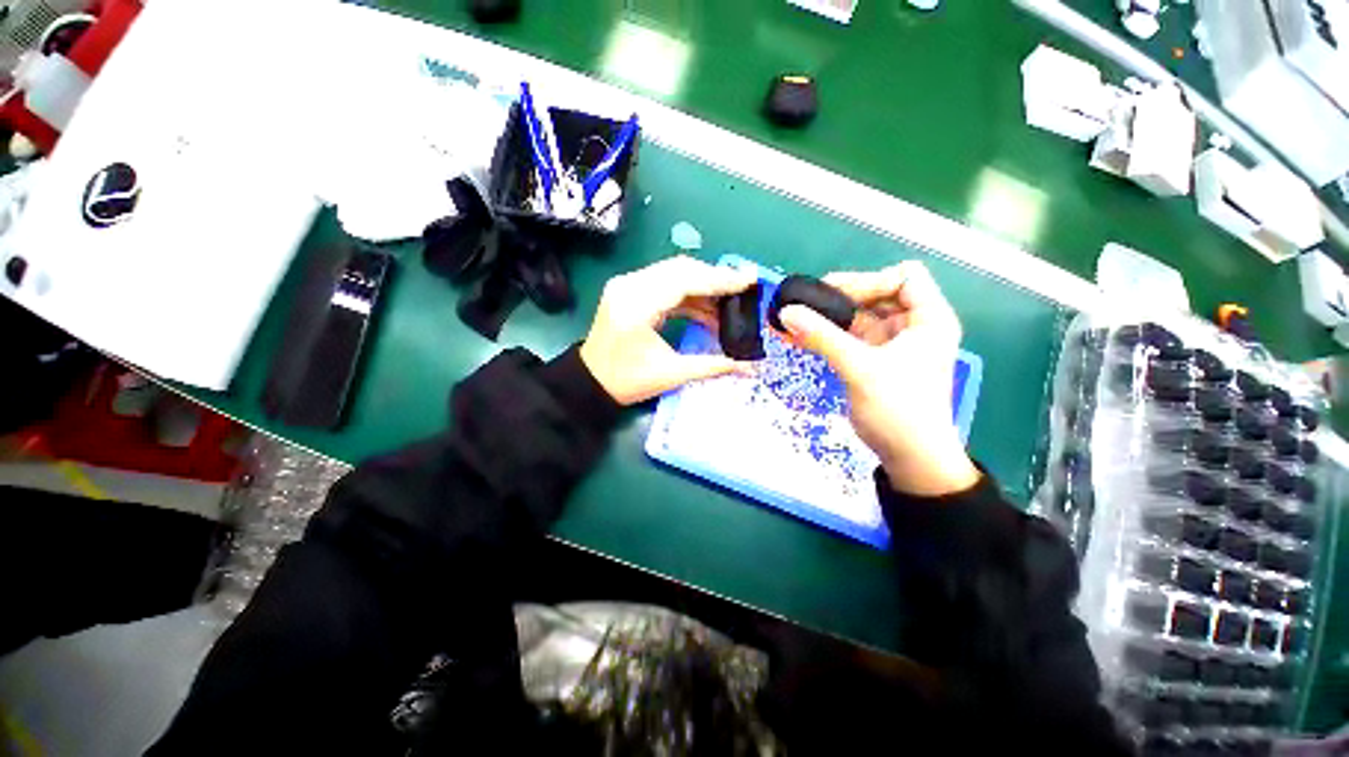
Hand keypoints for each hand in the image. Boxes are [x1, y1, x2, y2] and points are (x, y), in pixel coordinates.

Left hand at [580, 256, 756, 404]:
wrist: (591, 382)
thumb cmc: (627, 382)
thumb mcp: (672, 374)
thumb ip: (714, 365)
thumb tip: (751, 367)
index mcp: (637, 305)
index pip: (684, 281)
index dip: (719, 280)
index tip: (748, 280)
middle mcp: (630, 285)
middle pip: (681, 269)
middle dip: (715, 279)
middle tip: (743, 289)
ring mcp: (627, 284)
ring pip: (674, 273)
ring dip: (703, 286)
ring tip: (729, 304)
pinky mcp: (629, 290)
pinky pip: (665, 283)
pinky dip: (689, 294)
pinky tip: (707, 310)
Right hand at [777, 261, 979, 496]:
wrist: (909, 457)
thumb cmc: (898, 409)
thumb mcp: (860, 369)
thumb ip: (823, 337)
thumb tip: (786, 312)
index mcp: (928, 319)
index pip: (905, 277)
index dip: (870, 281)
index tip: (834, 296)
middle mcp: (912, 326)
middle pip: (876, 294)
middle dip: (840, 298)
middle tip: (805, 303)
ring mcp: (891, 343)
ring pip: (857, 316)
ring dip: (827, 317)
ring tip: (793, 318)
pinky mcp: (873, 359)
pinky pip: (847, 338)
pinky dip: (825, 335)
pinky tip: (797, 335)